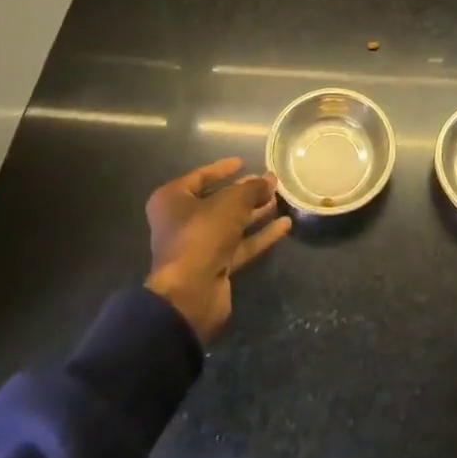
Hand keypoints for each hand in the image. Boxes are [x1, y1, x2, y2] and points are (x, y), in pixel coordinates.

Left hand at [144, 157, 291, 343]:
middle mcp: (181, 222)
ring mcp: (198, 247)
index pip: (201, 177)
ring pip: (231, 224)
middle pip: (218, 201)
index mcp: (173, 200)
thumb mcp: (231, 202)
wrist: (190, 295)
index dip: (223, 168)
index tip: (245, 162)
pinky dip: (259, 236)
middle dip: (245, 192)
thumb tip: (270, 180)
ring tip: (279, 200)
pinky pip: (239, 246)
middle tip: (270, 183)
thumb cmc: (202, 235)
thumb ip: (252, 189)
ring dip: (255, 213)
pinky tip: (284, 226)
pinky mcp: (214, 267)